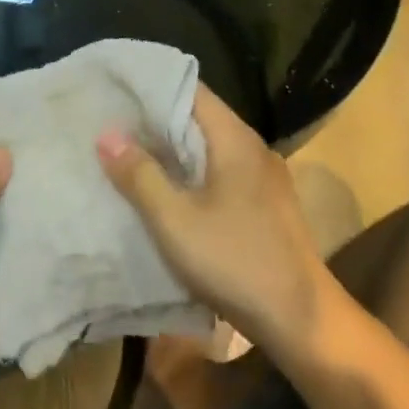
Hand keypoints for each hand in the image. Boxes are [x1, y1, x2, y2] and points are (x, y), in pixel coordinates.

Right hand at [98, 85, 329, 351]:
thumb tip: (106, 134)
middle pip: (197, 118)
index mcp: (235, 139)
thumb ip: (140, 175)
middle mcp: (252, 148)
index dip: (151, 87)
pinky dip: (189, 173)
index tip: (114, 90)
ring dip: (170, 150)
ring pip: (207, 148)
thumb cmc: (236, 262)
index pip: (190, 89)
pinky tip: (164, 191)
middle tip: (109, 123)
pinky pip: (218, 173)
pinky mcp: (263, 205)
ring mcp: (262, 178)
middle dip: (153, 120)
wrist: (302, 321)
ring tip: (126, 154)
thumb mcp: (175, 221)